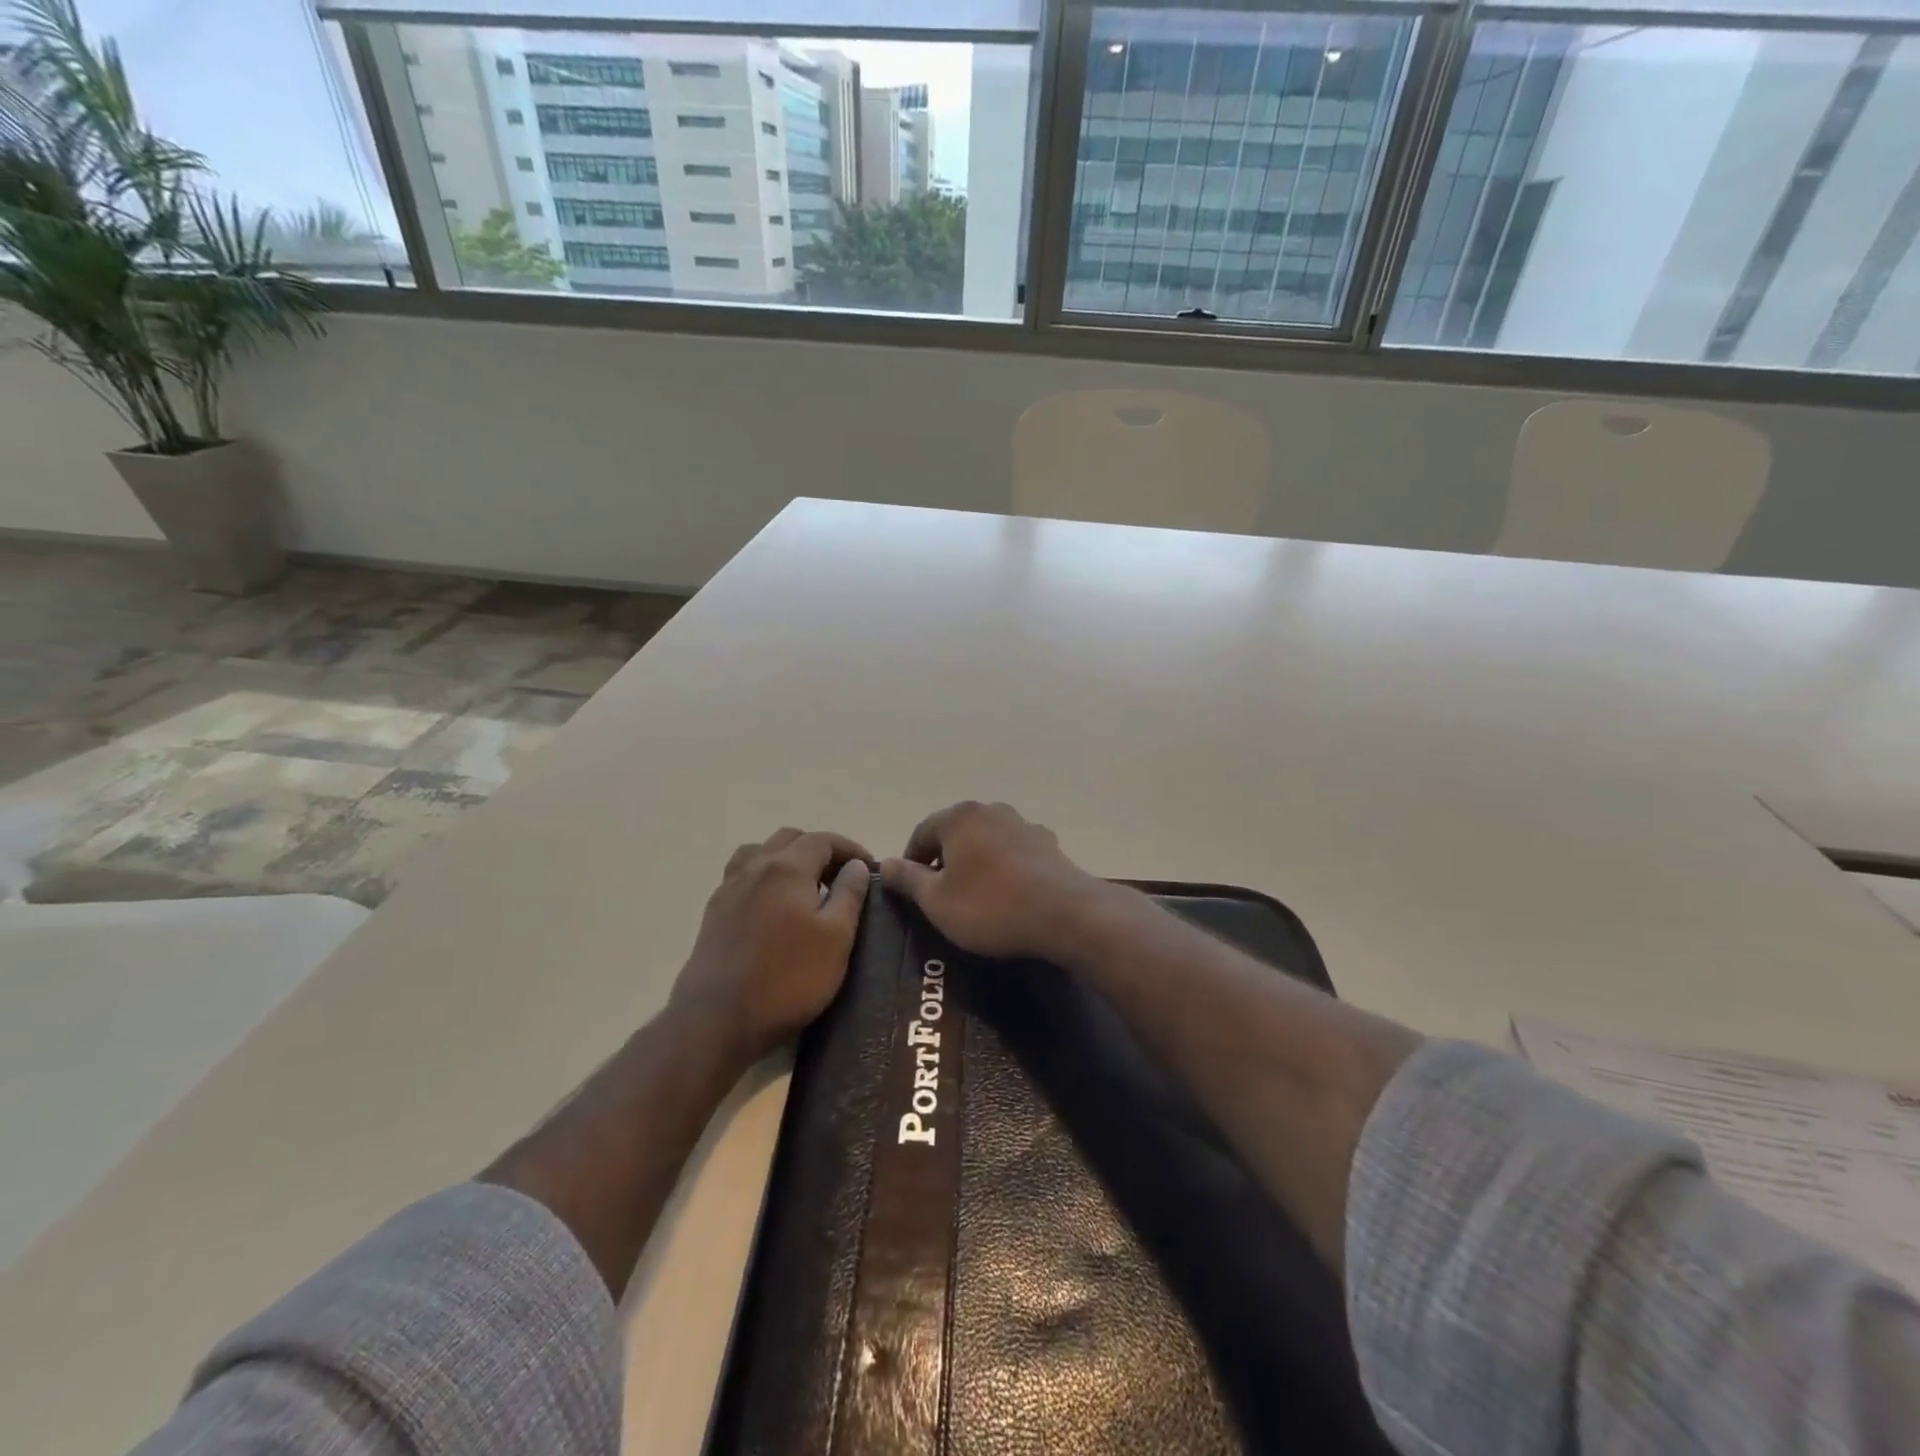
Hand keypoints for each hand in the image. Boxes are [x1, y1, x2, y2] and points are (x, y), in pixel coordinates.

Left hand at [670, 827, 871, 1064]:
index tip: (870, 868)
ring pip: (760, 853)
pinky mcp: (714, 913)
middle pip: (789, 839)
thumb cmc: (787, 978)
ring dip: (787, 859)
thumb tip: (856, 866)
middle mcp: (754, 867)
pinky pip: (743, 877)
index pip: (823, 839)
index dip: (850, 849)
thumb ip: (849, 894)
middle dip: (819, 850)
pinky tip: (775, 907)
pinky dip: (765, 877)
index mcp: (786, 867)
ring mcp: (729, 889)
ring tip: (805, 887)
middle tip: (840, 878)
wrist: (717, 1019)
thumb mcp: (836, 938)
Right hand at [880, 801, 1112, 961]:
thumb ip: (908, 879)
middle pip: (956, 832)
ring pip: (987, 840)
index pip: (922, 832)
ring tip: (975, 895)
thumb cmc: (989, 906)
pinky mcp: (1048, 844)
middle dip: (945, 859)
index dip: (911, 860)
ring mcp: (1024, 825)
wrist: (1064, 914)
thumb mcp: (937, 901)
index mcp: (960, 817)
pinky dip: (1004, 868)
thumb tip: (884, 863)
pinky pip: (1014, 853)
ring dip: (976, 862)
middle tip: (940, 894)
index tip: (909, 888)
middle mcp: (991, 811)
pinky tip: (1008, 894)